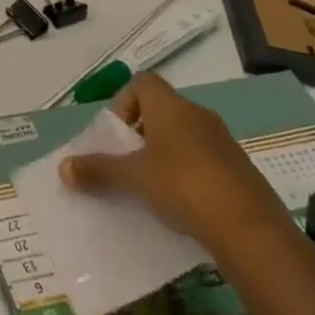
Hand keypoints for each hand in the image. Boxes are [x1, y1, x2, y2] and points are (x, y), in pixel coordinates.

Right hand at [59, 73, 294, 258]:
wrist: (252, 231)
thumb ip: (98, 170)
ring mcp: (224, 142)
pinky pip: (206, 161)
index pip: (142, 82)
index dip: (124, 102)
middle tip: (130, 163)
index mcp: (170, 106)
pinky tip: (185, 205)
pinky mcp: (242, 171)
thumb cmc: (183, 187)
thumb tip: (62, 168)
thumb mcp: (133, 178)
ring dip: (166, 155)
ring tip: (154, 187)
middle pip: (162, 110)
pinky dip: (190, 174)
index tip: (118, 135)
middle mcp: (197, 115)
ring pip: (185, 136)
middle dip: (142, 133)